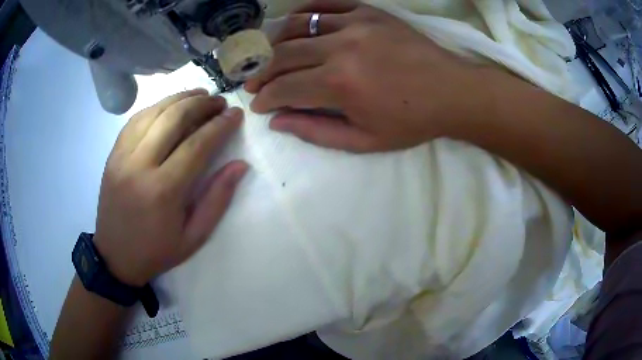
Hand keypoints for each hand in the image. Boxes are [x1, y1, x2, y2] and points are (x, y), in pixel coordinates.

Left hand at [94, 89, 247, 286]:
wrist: (115, 257)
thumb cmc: (156, 251)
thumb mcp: (194, 237)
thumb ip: (217, 199)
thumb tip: (240, 165)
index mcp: (163, 191)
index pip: (197, 145)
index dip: (219, 126)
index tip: (235, 114)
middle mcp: (140, 166)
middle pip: (173, 119)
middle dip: (201, 104)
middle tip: (219, 101)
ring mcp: (122, 157)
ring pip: (153, 112)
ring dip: (179, 98)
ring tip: (199, 94)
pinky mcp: (112, 154)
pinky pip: (135, 120)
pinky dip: (156, 107)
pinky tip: (169, 105)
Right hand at [245, 0, 480, 151]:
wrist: (452, 92)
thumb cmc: (411, 121)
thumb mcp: (364, 140)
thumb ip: (316, 131)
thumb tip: (278, 121)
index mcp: (339, 84)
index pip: (284, 88)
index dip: (265, 97)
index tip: (258, 104)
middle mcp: (340, 48)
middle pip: (283, 55)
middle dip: (262, 71)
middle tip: (254, 81)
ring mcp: (354, 24)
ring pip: (297, 26)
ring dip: (276, 42)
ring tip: (270, 55)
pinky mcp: (368, 12)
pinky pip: (325, 5)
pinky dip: (304, 13)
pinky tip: (294, 25)